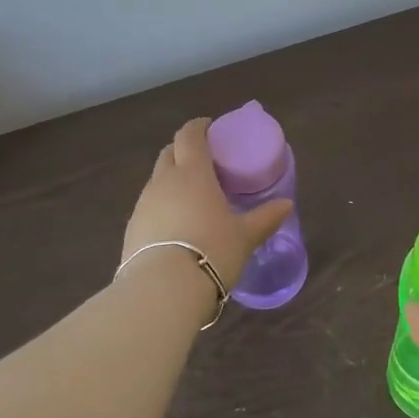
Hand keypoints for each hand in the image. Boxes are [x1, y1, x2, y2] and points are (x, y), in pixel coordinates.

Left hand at [123, 119, 292, 292]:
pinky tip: (176, 225)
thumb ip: (265, 218)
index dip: (198, 127)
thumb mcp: (245, 236)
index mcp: (193, 173)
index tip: (209, 127)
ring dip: (172, 180)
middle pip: (169, 152)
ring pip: (157, 180)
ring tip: (192, 197)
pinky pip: (149, 206)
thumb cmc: (211, 251)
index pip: (190, 136)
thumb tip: (286, 204)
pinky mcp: (131, 229)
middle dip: (184, 150)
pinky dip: (163, 206)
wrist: (162, 291)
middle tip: (204, 161)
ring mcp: (143, 204)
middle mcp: (164, 182)